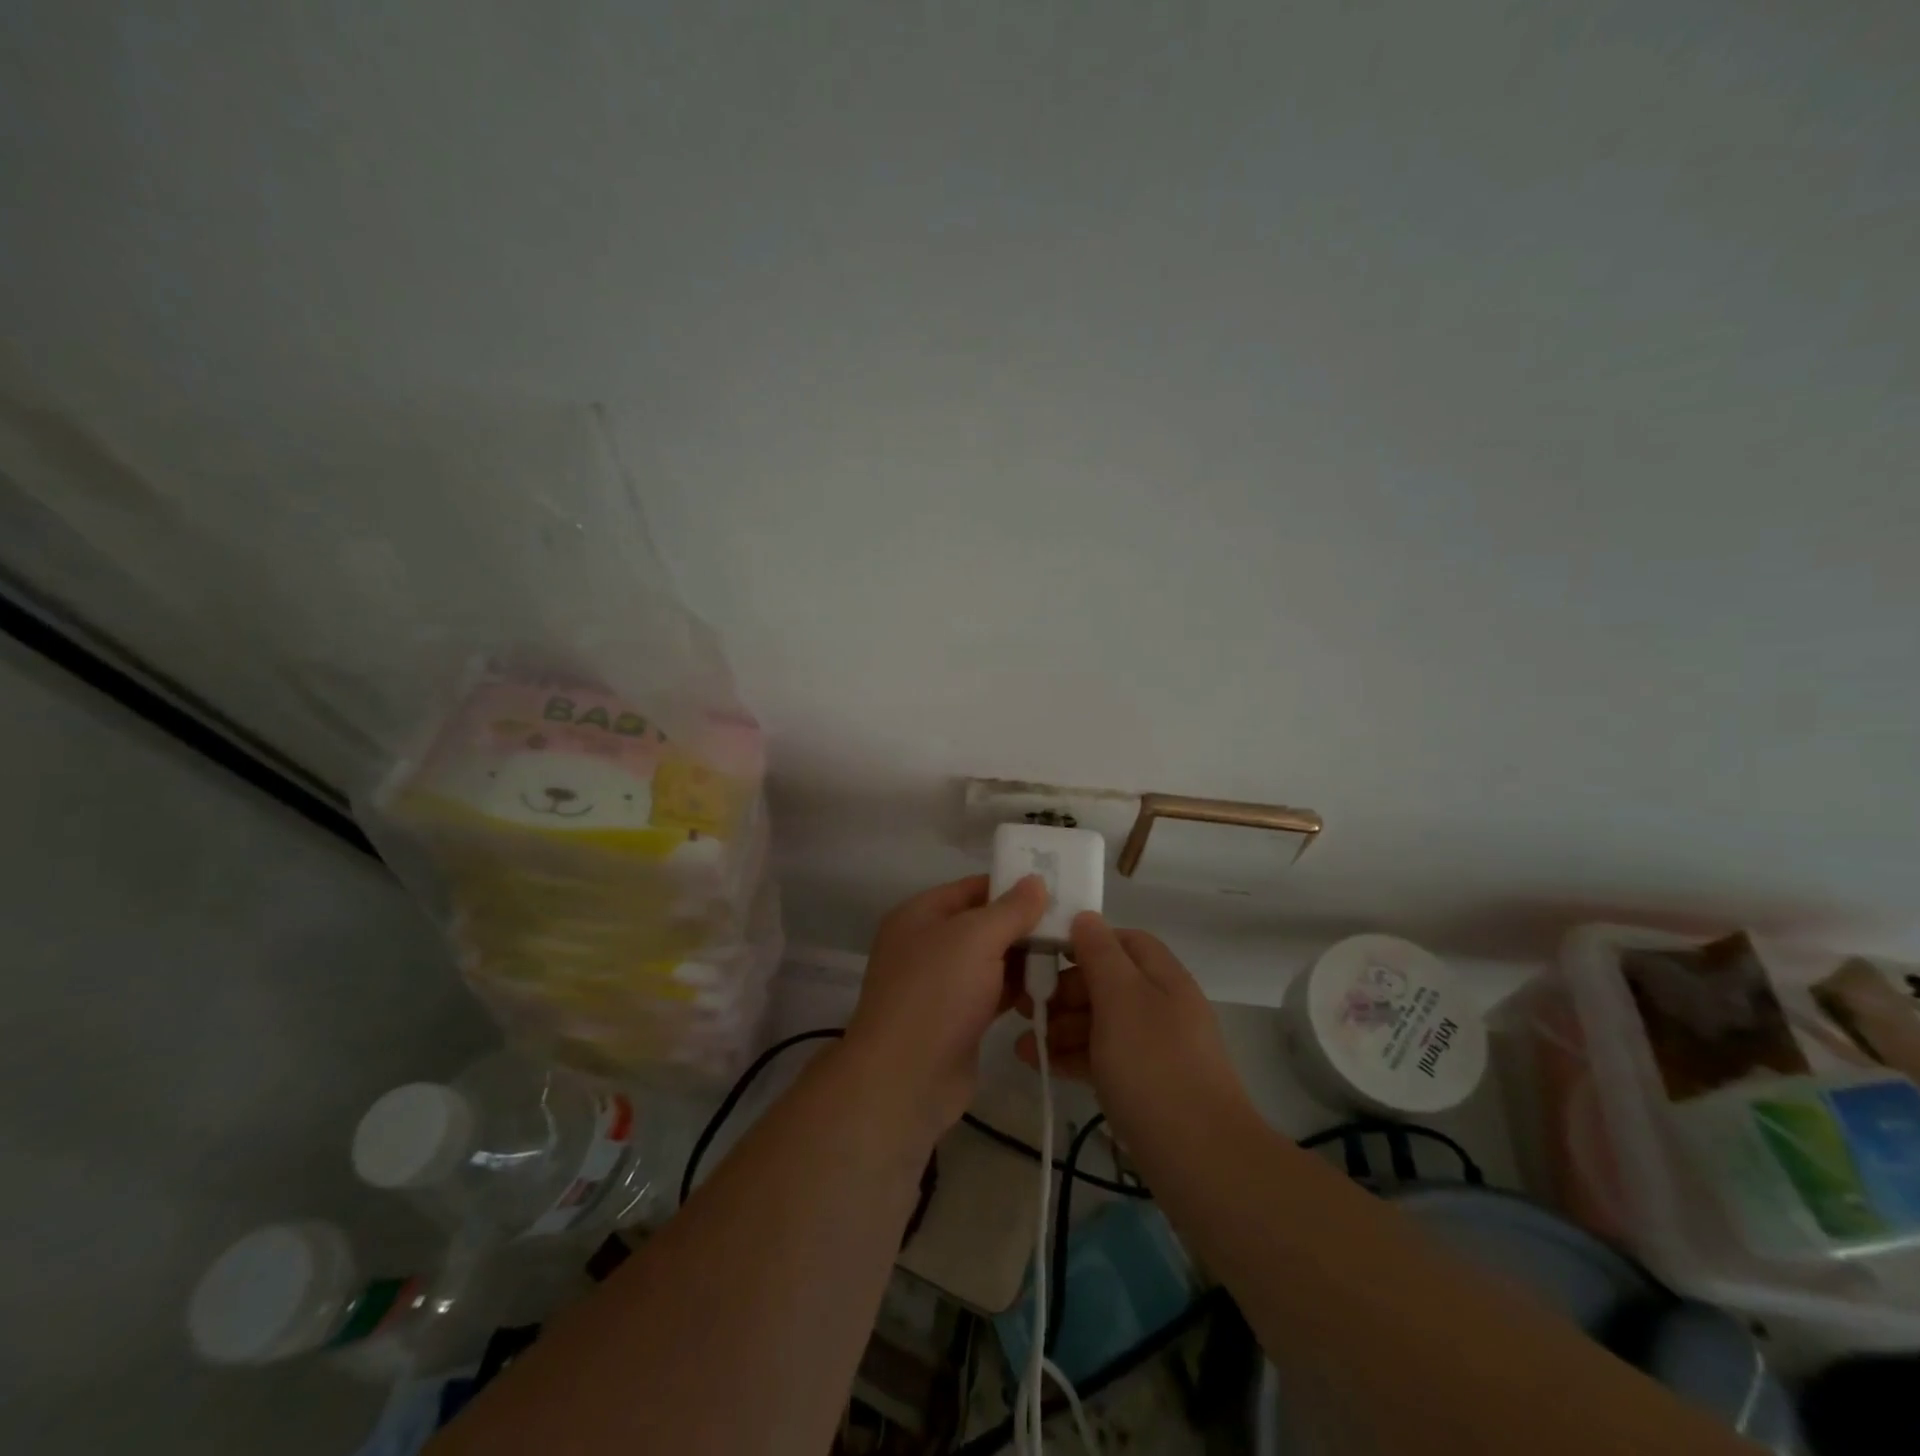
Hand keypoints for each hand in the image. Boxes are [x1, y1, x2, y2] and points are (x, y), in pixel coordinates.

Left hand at [843, 874, 1049, 1143]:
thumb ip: (1010, 909)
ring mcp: (942, 984)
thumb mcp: (975, 938)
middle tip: (1073, 923)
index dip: (1011, 885)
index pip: (972, 888)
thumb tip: (1035, 881)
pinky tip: (1052, 988)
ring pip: (991, 960)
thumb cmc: (937, 994)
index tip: (1055, 886)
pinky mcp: (958, 1018)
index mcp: (920, 915)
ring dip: (1026, 958)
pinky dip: (1019, 989)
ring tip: (1071, 954)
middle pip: (984, 924)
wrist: (905, 1079)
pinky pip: (993, 992)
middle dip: (1024, 924)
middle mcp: (928, 944)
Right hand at [1016, 912, 1251, 1147]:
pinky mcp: (1145, 1085)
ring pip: (1101, 1022)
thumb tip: (1085, 917)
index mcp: (1163, 977)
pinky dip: (1073, 1056)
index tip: (1045, 955)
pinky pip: (1103, 1056)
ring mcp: (1155, 1048)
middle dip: (1064, 991)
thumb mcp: (1121, 999)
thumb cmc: (1154, 1066)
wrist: (1201, 1160)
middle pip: (1108, 982)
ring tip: (1024, 1044)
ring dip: (1061, 1027)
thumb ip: (1100, 954)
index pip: (1124, 941)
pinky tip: (1041, 1064)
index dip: (1085, 942)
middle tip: (1027, 1005)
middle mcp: (1161, 1006)